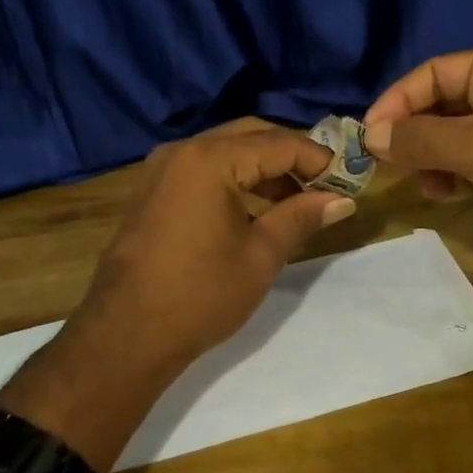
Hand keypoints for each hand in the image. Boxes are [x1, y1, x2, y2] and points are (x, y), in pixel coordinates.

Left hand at [0, 120, 352, 464]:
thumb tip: (342, 200)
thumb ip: (302, 216)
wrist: (125, 337)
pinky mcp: (153, 190)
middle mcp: (183, 151)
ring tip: (297, 200)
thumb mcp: (261, 254)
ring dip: (264, 168)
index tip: (348, 181)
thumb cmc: (200, 294)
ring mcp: (162, 169)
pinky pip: (204, 169)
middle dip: (292, 157)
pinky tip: (257, 208)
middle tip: (325, 186)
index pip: (280, 144)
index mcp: (210, 159)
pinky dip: (236, 179)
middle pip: (251, 136)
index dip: (319, 160)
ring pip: (227, 150)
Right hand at [362, 45, 472, 272]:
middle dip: (414, 132)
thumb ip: (421, 139)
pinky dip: (452, 175)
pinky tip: (442, 193)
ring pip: (455, 136)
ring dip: (431, 157)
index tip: (369, 133)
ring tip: (420, 181)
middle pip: (445, 103)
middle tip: (384, 161)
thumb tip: (372, 137)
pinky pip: (472, 163)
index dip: (400, 99)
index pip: (437, 71)